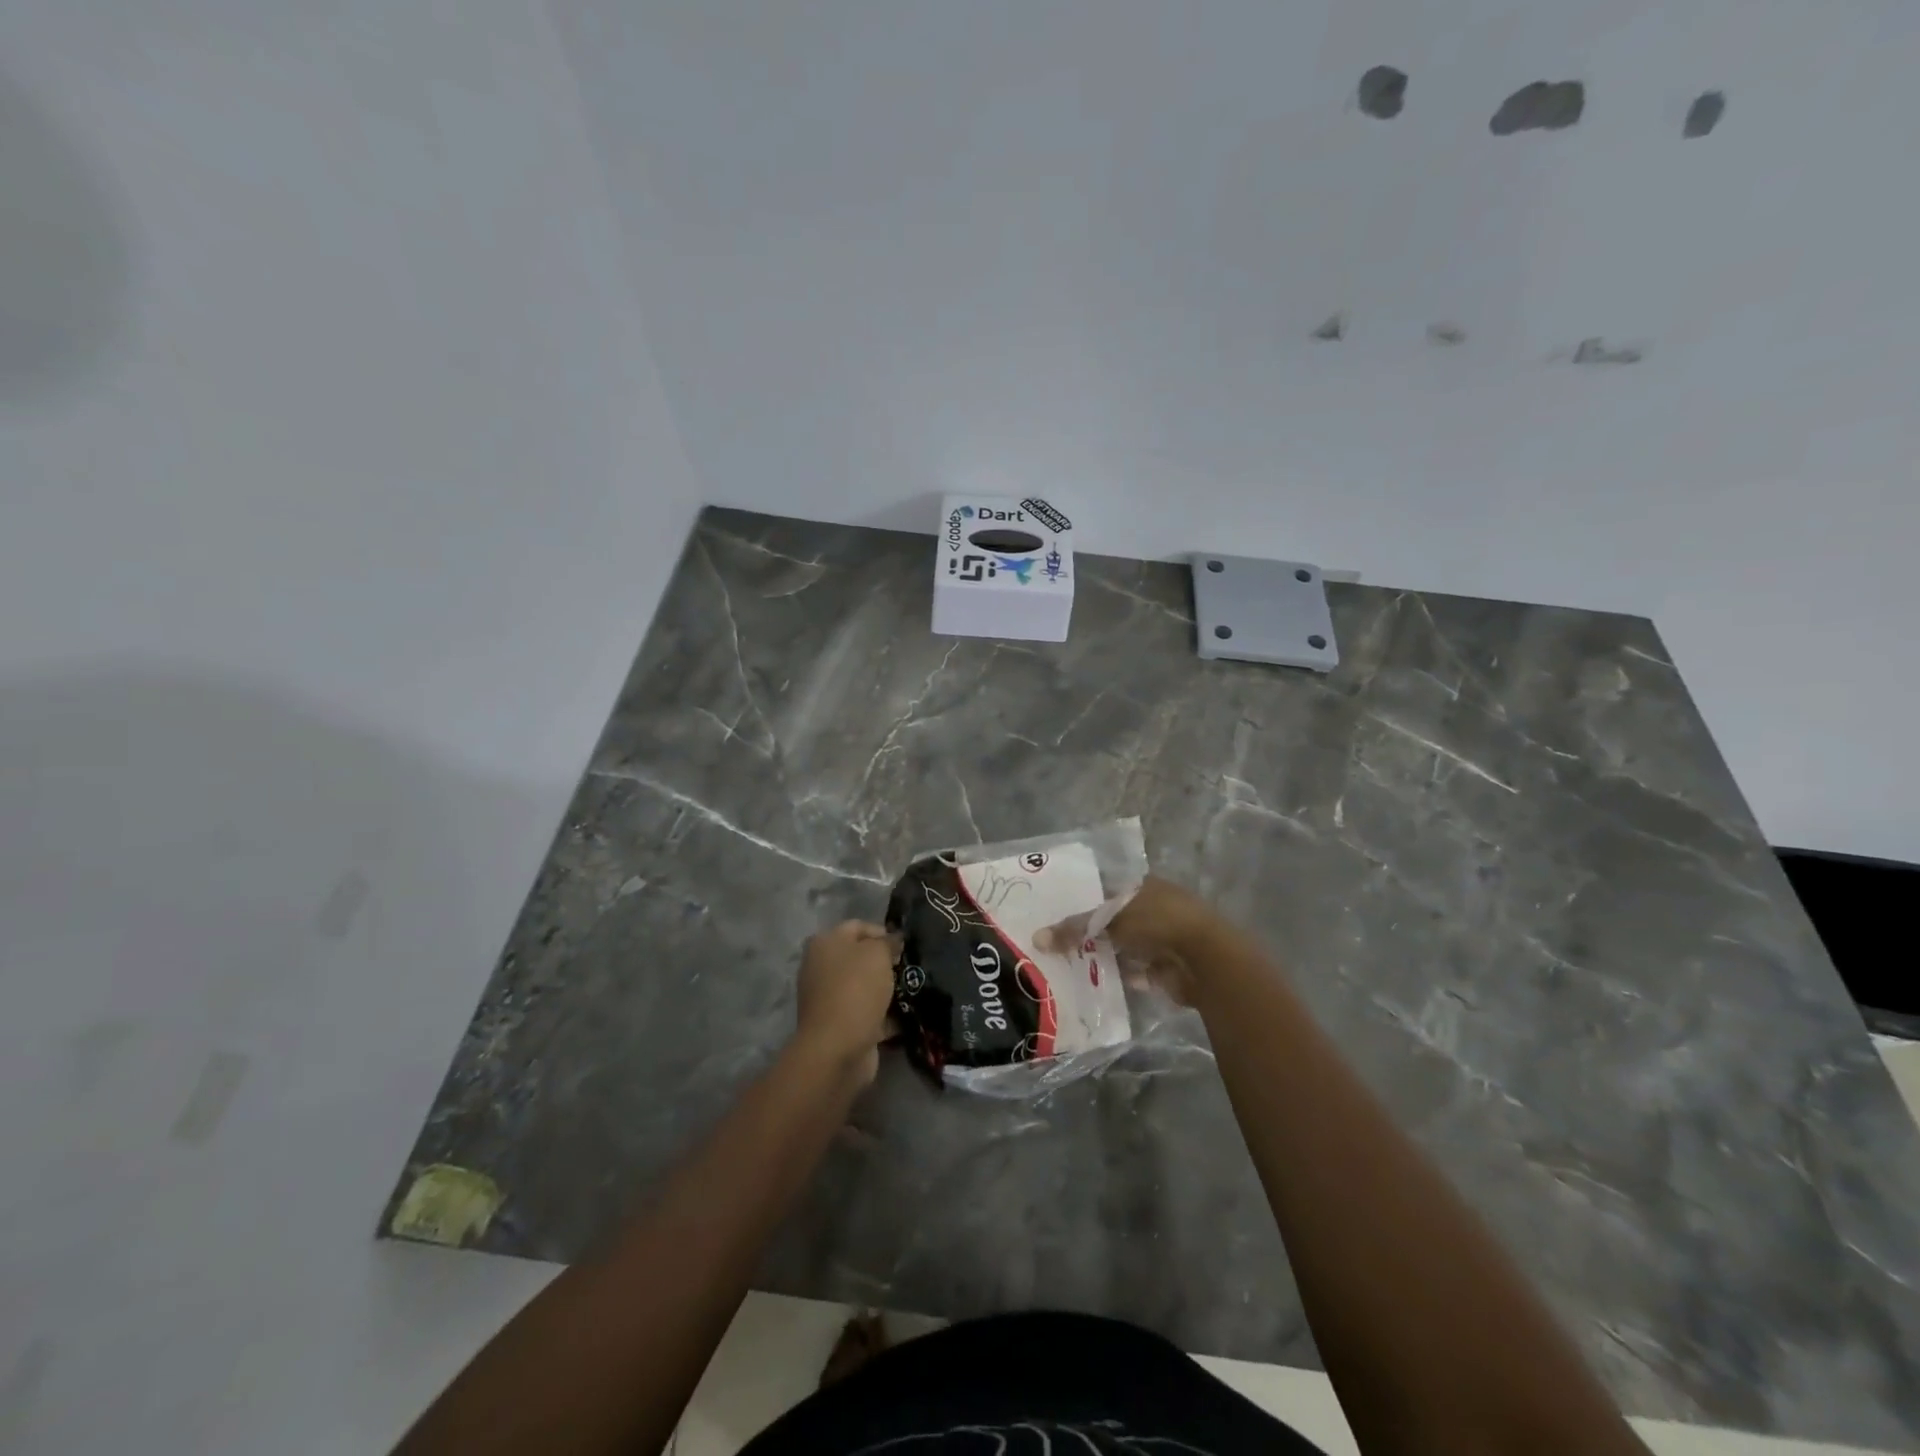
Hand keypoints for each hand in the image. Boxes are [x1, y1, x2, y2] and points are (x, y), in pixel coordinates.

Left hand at [794, 920, 898, 1083]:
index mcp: (825, 943)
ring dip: (887, 989)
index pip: (858, 926)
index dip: (883, 932)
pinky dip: (884, 1015)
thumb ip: (888, 942)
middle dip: (886, 962)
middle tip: (909, 968)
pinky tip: (906, 1015)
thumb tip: (892, 941)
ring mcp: (829, 998)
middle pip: (860, 957)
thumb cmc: (856, 989)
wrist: (837, 1048)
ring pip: (865, 986)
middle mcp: (821, 968)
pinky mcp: (839, 1025)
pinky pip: (867, 1013)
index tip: (905, 946)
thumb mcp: (877, 954)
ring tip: (913, 990)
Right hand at [1036, 876, 1241, 1007]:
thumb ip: (1075, 929)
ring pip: (1121, 947)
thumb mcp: (1110, 919)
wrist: (1205, 960)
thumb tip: (1037, 938)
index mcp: (1143, 887)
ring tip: (1065, 964)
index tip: (1055, 913)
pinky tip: (1090, 984)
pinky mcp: (1163, 970)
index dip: (1082, 901)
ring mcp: (1160, 940)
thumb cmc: (1158, 923)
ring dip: (1101, 956)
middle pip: (1112, 921)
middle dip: (1089, 933)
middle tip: (1054, 942)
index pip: (1106, 890)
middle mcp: (1152, 910)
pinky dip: (1116, 977)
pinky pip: (1132, 972)